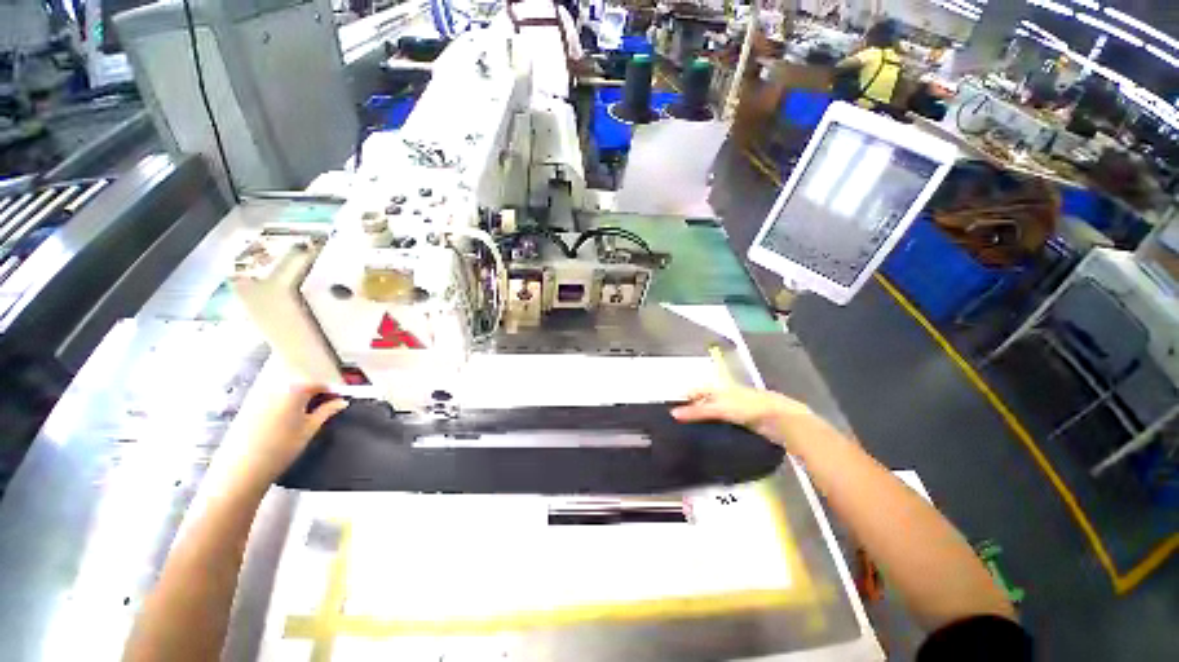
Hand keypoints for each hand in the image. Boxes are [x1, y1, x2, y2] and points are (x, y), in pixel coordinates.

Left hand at [232, 385, 347, 489]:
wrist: (243, 468)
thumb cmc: (282, 447)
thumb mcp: (310, 429)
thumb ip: (327, 411)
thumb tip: (342, 401)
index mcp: (294, 390)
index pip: (318, 385)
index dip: (331, 393)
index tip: (338, 403)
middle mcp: (275, 389)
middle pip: (300, 388)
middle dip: (313, 397)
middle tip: (323, 412)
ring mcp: (258, 398)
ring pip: (285, 396)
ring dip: (297, 403)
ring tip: (303, 420)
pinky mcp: (247, 409)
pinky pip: (271, 403)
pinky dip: (282, 408)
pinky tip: (283, 425)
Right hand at [671, 386, 816, 451]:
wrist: (782, 420)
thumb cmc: (749, 408)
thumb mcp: (720, 408)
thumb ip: (698, 411)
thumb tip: (673, 413)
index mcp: (720, 388)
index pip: (698, 390)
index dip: (686, 398)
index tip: (674, 411)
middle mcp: (728, 396)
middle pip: (706, 401)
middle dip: (694, 410)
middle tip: (681, 425)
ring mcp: (738, 409)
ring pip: (716, 413)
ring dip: (706, 421)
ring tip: (692, 433)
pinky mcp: (745, 422)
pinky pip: (726, 424)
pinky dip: (717, 429)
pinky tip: (712, 438)